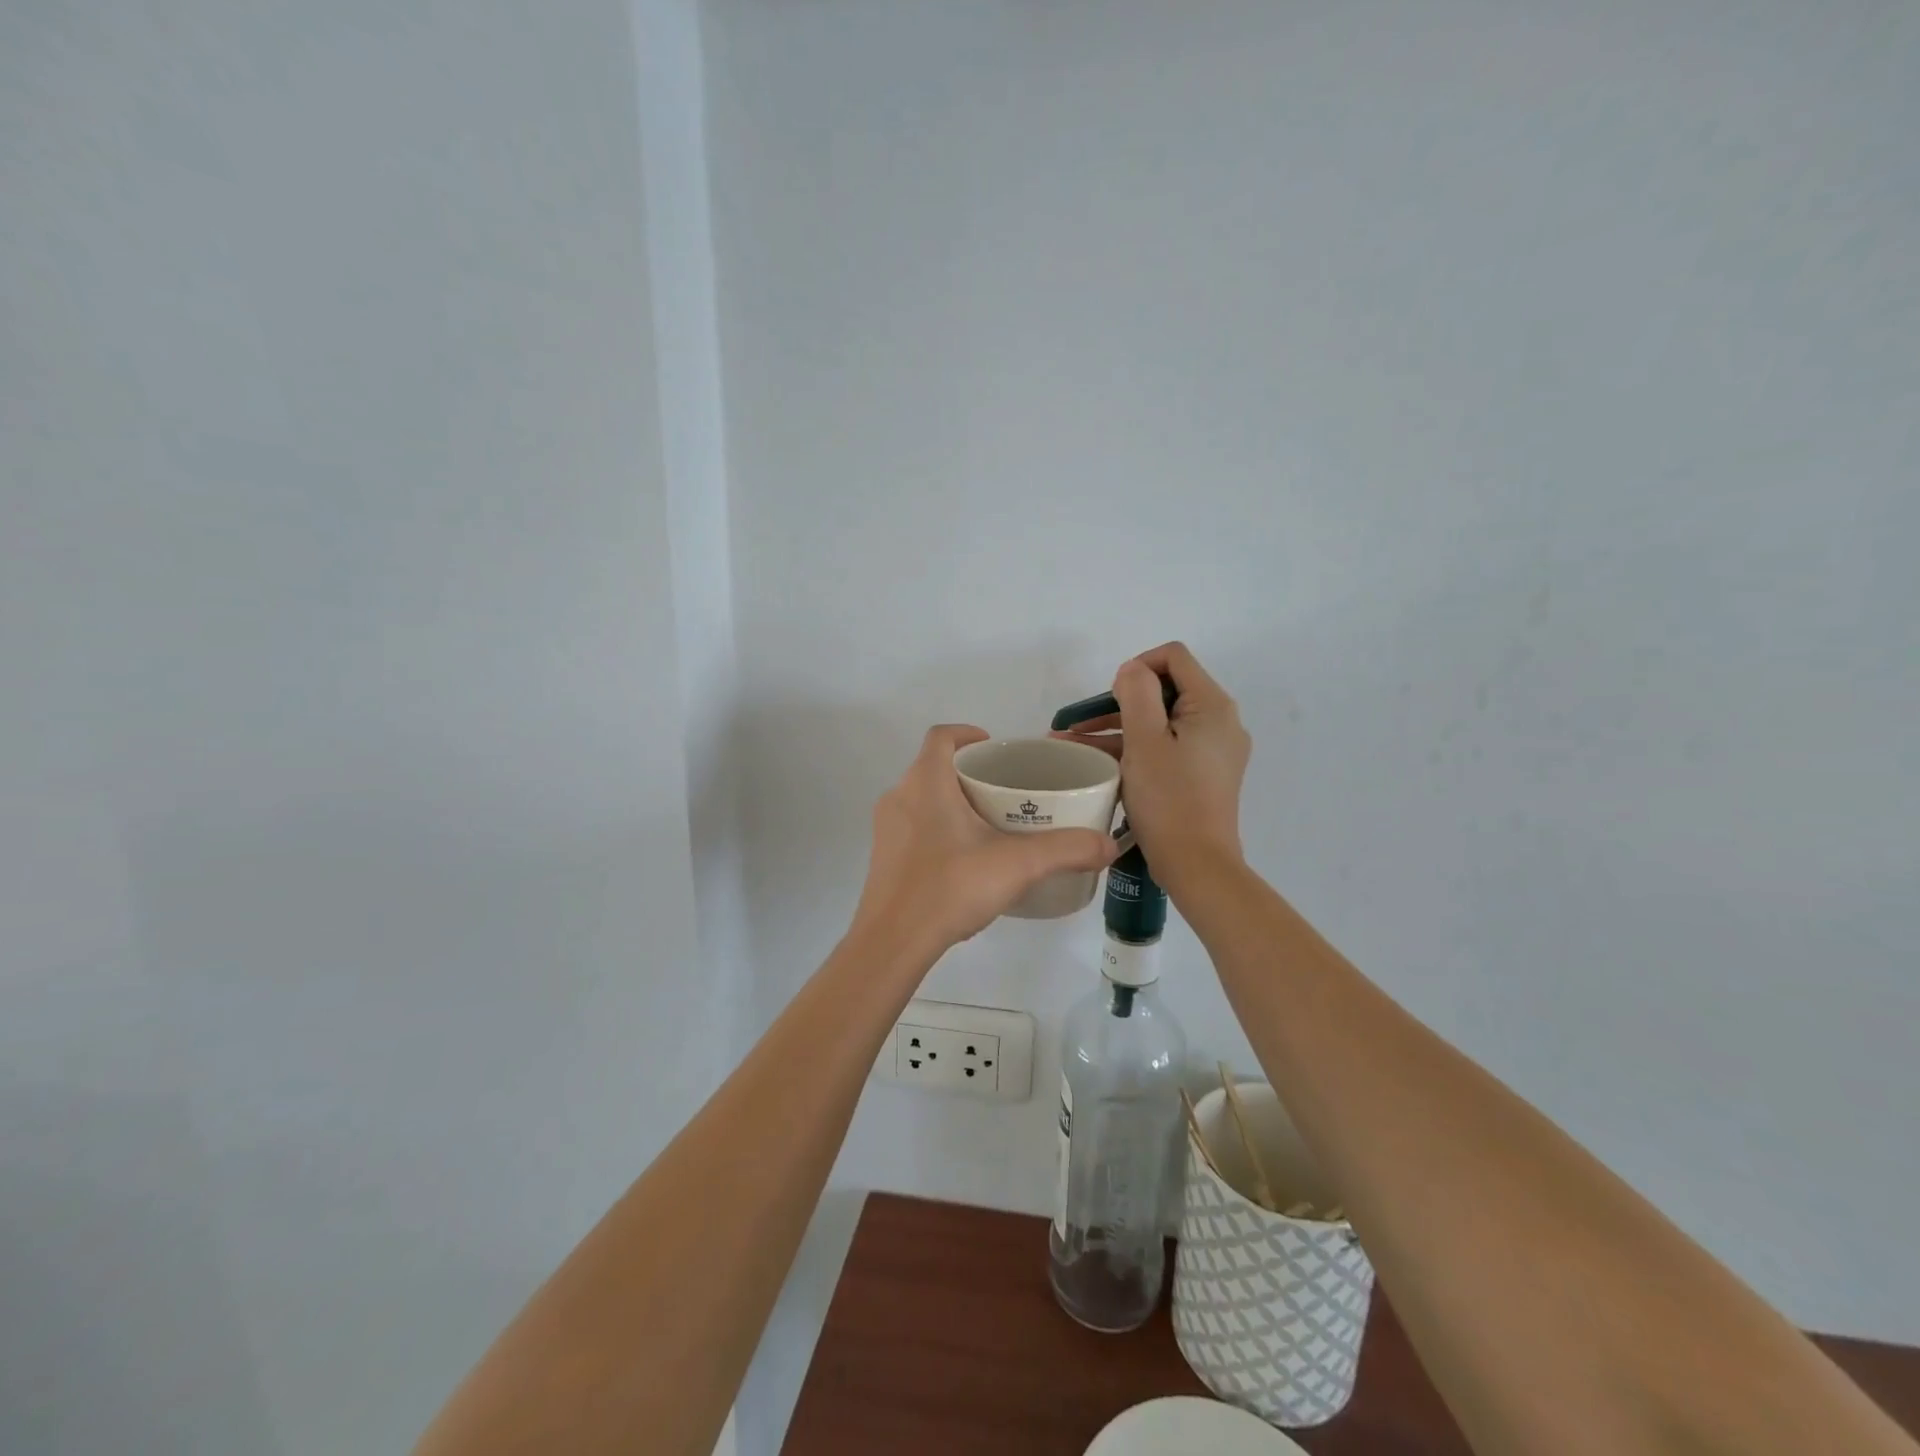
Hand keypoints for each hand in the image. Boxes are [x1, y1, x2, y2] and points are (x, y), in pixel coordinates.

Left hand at [852, 725, 1119, 955]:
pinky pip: (913, 827)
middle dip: (969, 773)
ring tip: (989, 824)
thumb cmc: (950, 887)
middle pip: (934, 767)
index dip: (967, 733)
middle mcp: (899, 796)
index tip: (994, 748)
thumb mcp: (1017, 865)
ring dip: (952, 802)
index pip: (941, 736)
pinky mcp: (883, 857)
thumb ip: (1066, 850)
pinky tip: (964, 860)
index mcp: (926, 782)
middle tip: (1005, 792)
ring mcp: (886, 828)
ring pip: (922, 798)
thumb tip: (1109, 845)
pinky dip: (938, 829)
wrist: (893, 941)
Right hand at [1051, 643, 1250, 884]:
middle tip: (1078, 723)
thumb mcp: (1145, 740)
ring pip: (1160, 723)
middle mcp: (1220, 722)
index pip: (1173, 657)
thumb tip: (1132, 671)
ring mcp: (1213, 750)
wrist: (1196, 865)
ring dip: (1118, 728)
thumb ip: (1137, 693)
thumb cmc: (1169, 799)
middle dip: (1118, 703)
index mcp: (1212, 705)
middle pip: (1165, 690)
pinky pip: (1166, 747)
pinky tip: (1095, 762)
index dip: (1137, 667)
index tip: (1109, 697)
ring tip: (1071, 743)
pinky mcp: (1203, 774)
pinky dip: (1134, 750)